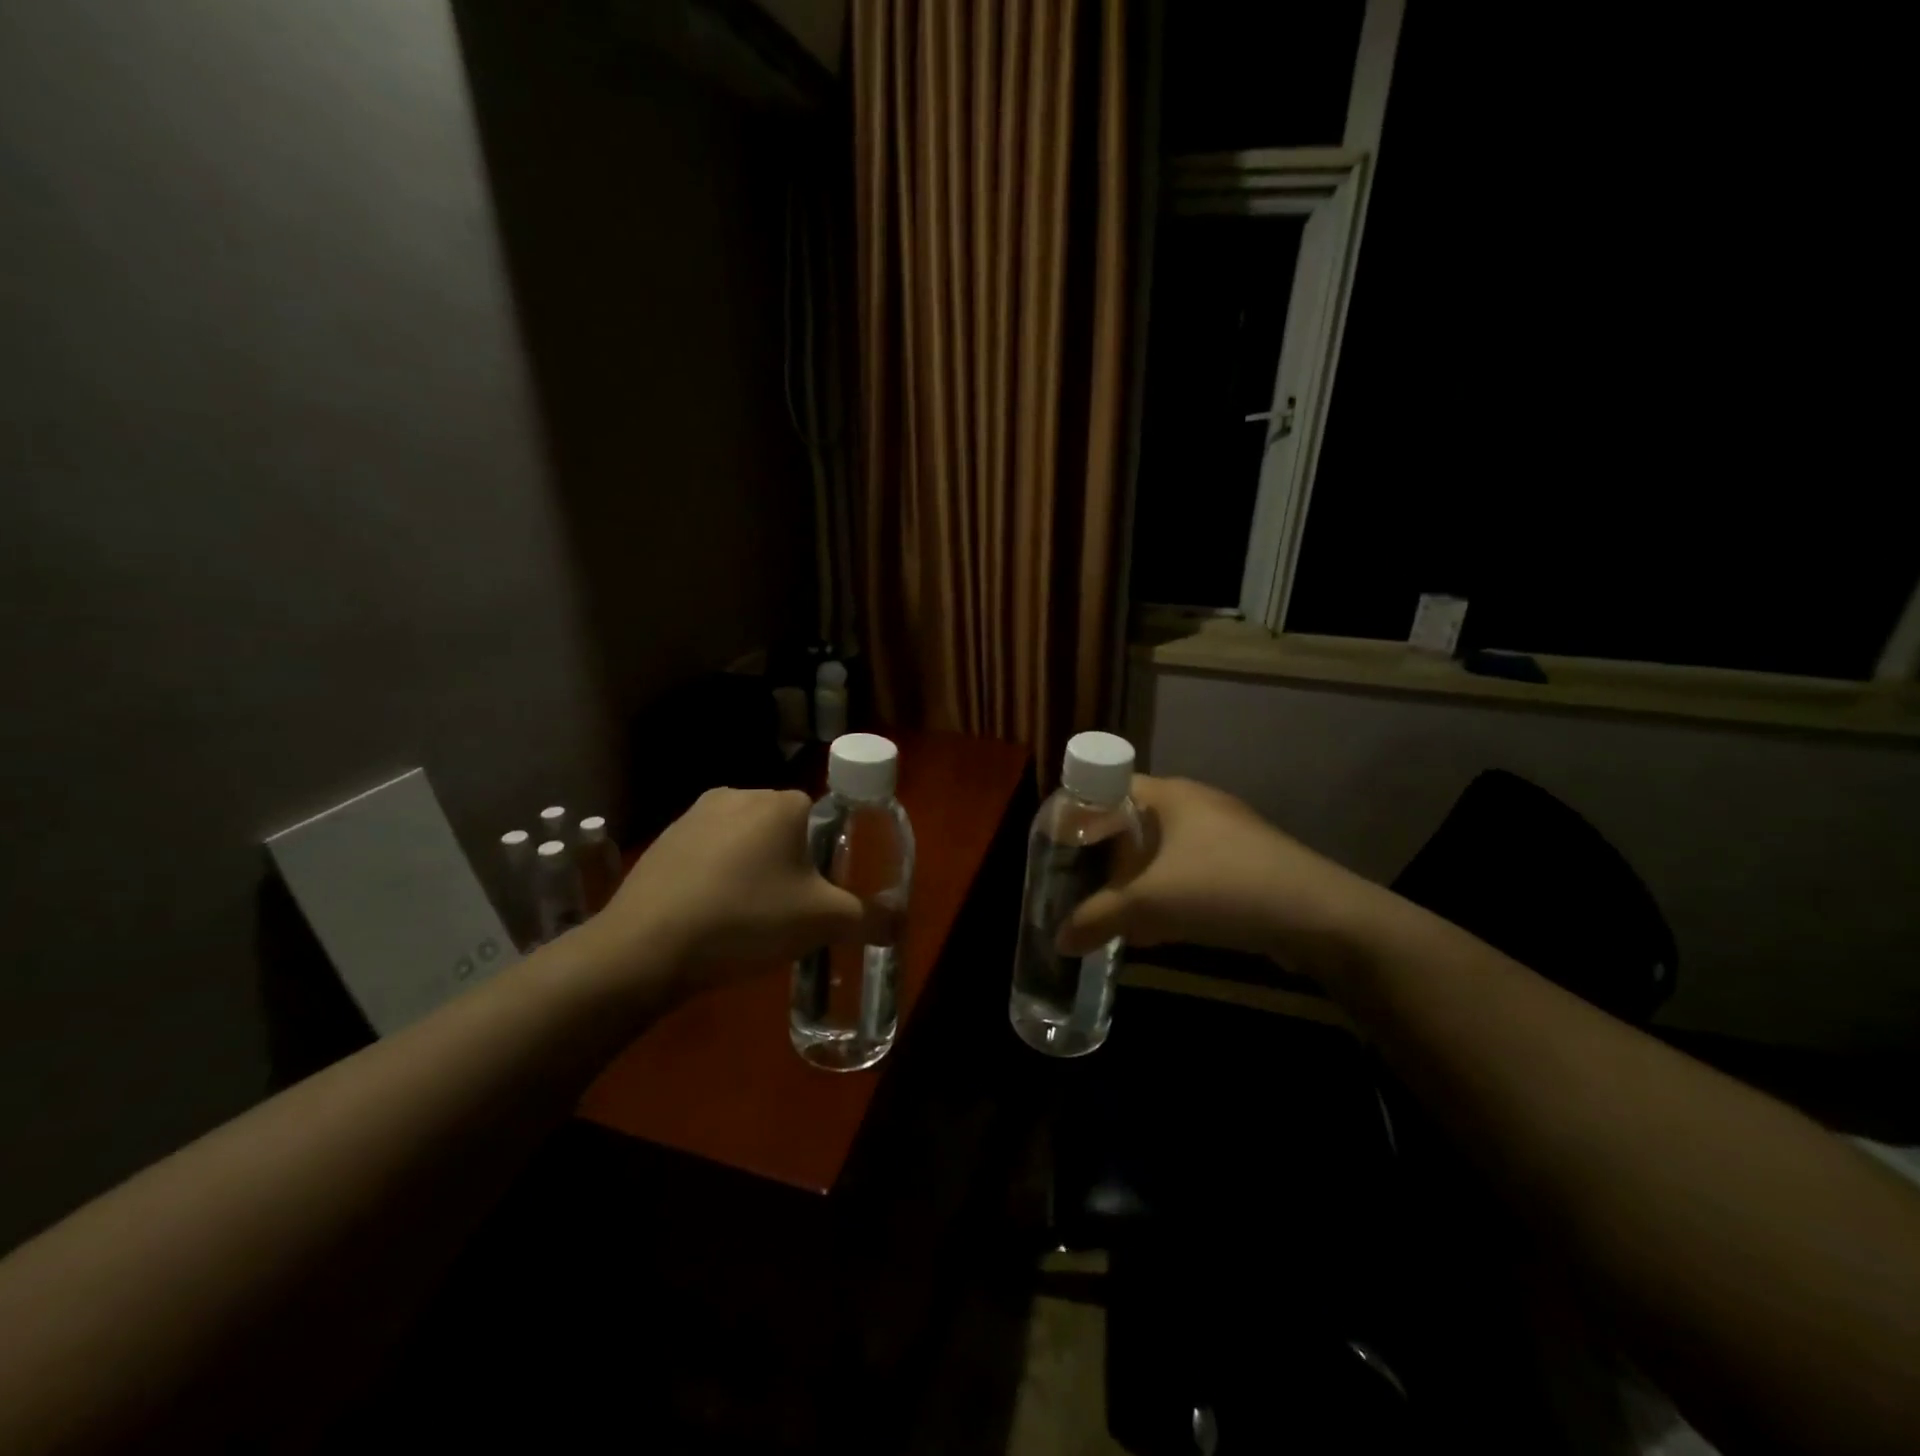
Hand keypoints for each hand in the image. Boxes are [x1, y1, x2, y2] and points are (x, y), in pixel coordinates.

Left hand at [592, 788, 868, 983]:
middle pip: (782, 827)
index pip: (821, 817)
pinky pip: (707, 853)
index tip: (816, 895)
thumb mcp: (822, 923)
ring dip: (751, 869)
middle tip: (785, 910)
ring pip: (743, 840)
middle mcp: (738, 794)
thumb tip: (898, 923)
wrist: (646, 949)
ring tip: (745, 917)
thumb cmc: (746, 921)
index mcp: (780, 803)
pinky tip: (708, 916)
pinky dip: (715, 877)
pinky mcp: (662, 840)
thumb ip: (869, 919)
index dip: (826, 857)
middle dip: (788, 863)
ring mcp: (693, 815)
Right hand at [1056, 775, 1375, 971]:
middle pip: (1134, 822)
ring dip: (1136, 880)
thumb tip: (1059, 940)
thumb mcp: (1148, 904)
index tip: (1057, 843)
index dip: (1081, 810)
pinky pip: (1190, 873)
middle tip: (1077, 881)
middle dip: (1105, 854)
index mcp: (1171, 795)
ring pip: (1163, 852)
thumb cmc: (1223, 888)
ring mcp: (1226, 835)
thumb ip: (1097, 919)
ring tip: (1111, 910)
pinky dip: (1167, 894)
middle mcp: (1197, 805)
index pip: (1110, 785)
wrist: (1320, 917)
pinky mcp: (1246, 866)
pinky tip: (1157, 930)